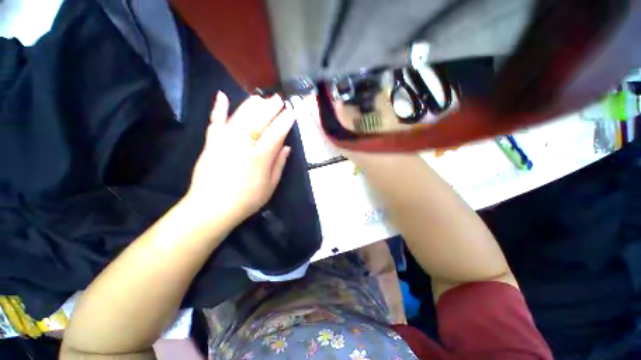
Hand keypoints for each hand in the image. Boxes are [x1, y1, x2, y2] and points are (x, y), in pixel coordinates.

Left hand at [185, 91, 294, 224]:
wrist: (211, 208)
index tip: (291, 113)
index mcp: (260, 157)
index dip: (284, 122)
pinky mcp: (211, 143)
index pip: (276, 134)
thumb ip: (279, 165)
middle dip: (270, 108)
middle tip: (278, 99)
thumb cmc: (246, 200)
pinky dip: (218, 109)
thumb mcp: (270, 186)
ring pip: (240, 118)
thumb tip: (287, 147)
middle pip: (259, 121)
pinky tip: (221, 95)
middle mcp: (243, 145)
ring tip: (259, 97)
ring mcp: (224, 142)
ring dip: (251, 105)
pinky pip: (215, 122)